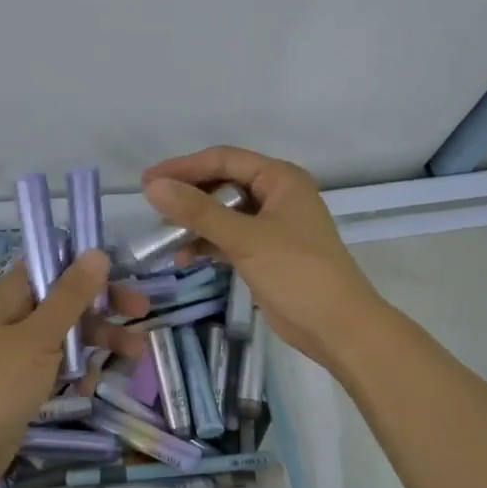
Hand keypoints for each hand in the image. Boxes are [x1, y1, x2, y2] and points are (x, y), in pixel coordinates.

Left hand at [0, 253, 150, 487]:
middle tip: (142, 313)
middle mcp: (16, 317)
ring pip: (68, 335)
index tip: (120, 275)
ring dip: (100, 341)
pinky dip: (77, 371)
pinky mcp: (25, 381)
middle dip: (104, 307)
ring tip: (136, 355)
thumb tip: (96, 252)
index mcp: (12, 296)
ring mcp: (20, 351)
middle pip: (67, 300)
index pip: (52, 265)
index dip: (85, 267)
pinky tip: (88, 387)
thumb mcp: (40, 335)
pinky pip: (59, 366)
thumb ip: (70, 295)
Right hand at [141, 146, 384, 367]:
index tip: (148, 181)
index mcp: (280, 179)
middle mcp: (276, 195)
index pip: (224, 159)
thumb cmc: (297, 273)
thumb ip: (198, 211)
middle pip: (222, 184)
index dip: (184, 167)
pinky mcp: (265, 253)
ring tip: (165, 237)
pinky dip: (207, 244)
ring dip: (195, 222)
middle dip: (188, 195)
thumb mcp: (245, 238)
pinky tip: (185, 257)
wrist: (338, 327)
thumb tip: (153, 187)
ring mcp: (271, 225)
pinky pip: (228, 238)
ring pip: (223, 213)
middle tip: (152, 206)